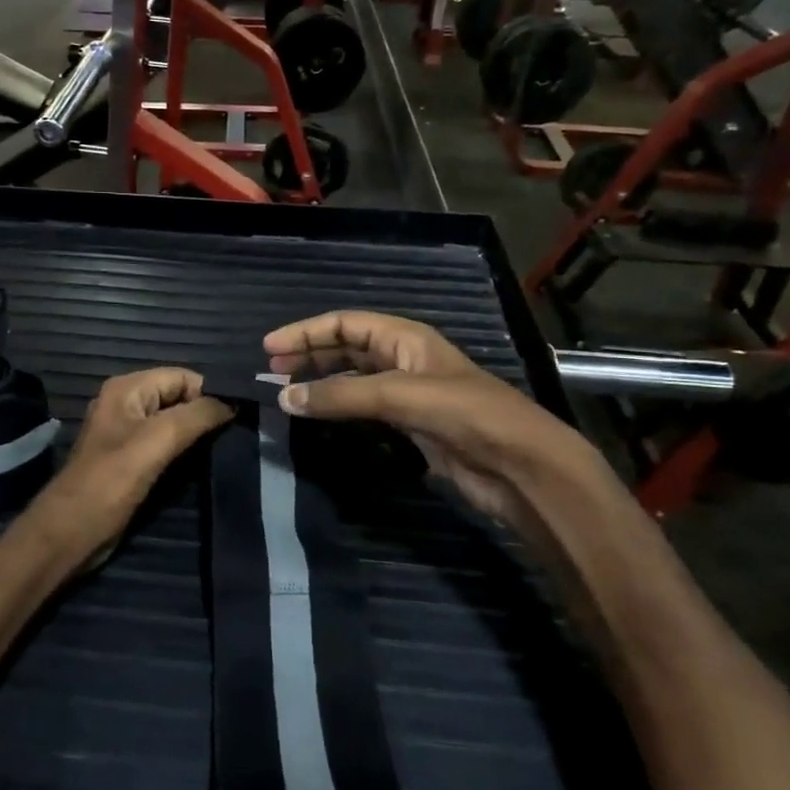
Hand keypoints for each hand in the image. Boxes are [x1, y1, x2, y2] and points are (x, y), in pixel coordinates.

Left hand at [27, 369, 232, 567]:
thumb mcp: (157, 441)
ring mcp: (127, 433)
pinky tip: (203, 462)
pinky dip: (185, 450)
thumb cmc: (111, 482)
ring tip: (226, 448)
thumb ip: (196, 416)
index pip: (182, 376)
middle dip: (206, 412)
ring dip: (198, 433)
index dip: (210, 393)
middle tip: (236, 434)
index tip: (239, 417)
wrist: (72, 532)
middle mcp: (126, 404)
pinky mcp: (131, 459)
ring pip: (174, 423)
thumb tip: (233, 402)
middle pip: (179, 397)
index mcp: (127, 389)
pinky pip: (166, 444)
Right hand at [264, 312, 617, 531]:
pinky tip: (320, 417)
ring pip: (353, 380)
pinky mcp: (411, 427)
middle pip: (347, 348)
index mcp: (407, 339)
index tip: (268, 347)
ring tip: (287, 392)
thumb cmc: (466, 415)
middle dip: (310, 353)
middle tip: (270, 369)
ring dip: (321, 382)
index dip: (306, 331)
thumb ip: (341, 397)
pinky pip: (364, 409)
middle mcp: (405, 360)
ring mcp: (408, 394)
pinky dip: (338, 409)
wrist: (521, 466)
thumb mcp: (401, 396)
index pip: (346, 324)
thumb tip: (284, 397)